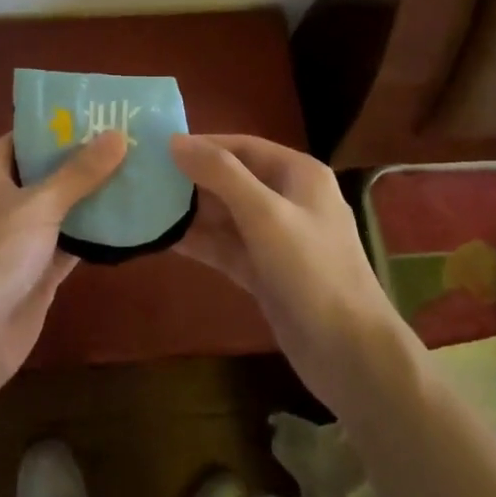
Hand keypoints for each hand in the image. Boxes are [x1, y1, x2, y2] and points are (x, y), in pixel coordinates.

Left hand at [0, 130, 127, 395]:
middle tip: (133, 140)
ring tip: (140, 172)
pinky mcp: (35, 270)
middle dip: (85, 160)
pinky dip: (94, 233)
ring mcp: (18, 237)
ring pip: (61, 208)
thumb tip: (118, 134)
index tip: (103, 113)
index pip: (26, 136)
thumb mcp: (39, 205)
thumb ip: (80, 172)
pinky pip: (69, 242)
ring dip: (94, 196)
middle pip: (47, 171)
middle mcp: (0, 199)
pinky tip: (130, 219)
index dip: (61, 125)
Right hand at [170, 133, 405, 412]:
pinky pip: (227, 246)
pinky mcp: (266, 272)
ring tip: (144, 206)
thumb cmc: (312, 271)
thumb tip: (175, 142)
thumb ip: (220, 174)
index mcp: (299, 174)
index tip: (158, 148)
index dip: (202, 144)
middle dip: (192, 178)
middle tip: (144, 178)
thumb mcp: (265, 214)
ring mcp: (277, 238)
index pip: (243, 146)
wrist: (350, 355)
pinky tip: (164, 239)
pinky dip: (200, 242)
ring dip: (191, 211)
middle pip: (232, 178)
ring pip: (227, 215)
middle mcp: (289, 199)